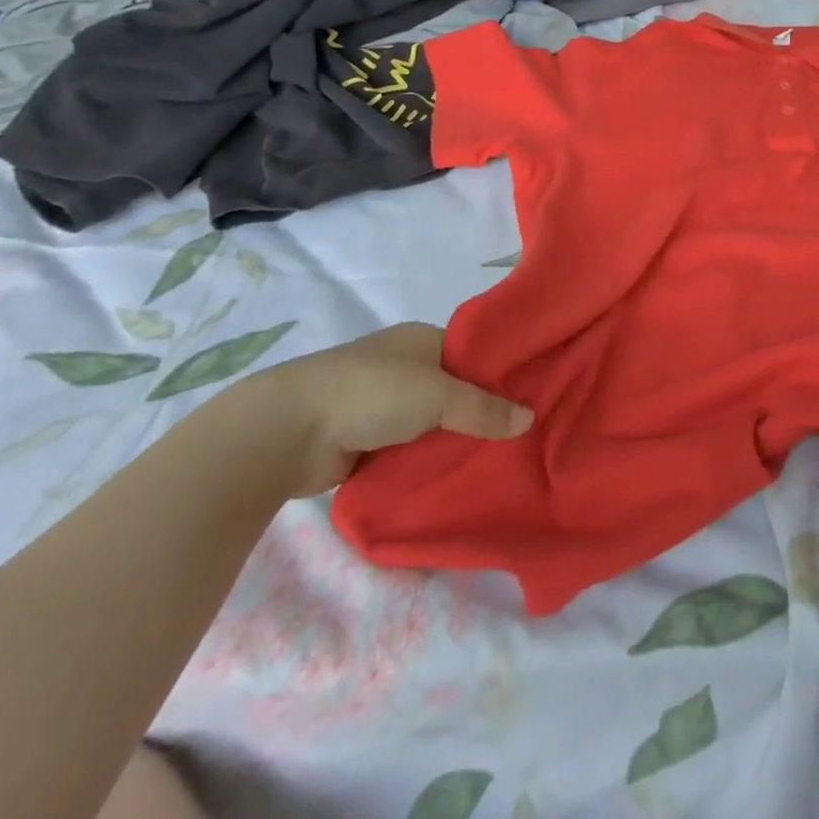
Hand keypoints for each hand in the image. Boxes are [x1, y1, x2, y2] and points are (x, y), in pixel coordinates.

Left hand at [228, 322, 531, 497]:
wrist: (287, 430)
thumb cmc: (372, 392)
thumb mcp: (439, 395)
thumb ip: (484, 409)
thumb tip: (530, 418)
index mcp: (422, 340)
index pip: (474, 355)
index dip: (500, 376)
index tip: (530, 402)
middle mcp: (404, 366)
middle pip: (454, 392)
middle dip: (478, 415)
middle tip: (517, 440)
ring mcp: (381, 404)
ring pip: (431, 424)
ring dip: (449, 442)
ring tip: (491, 464)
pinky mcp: (363, 440)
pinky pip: (407, 450)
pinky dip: (422, 462)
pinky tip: (449, 478)